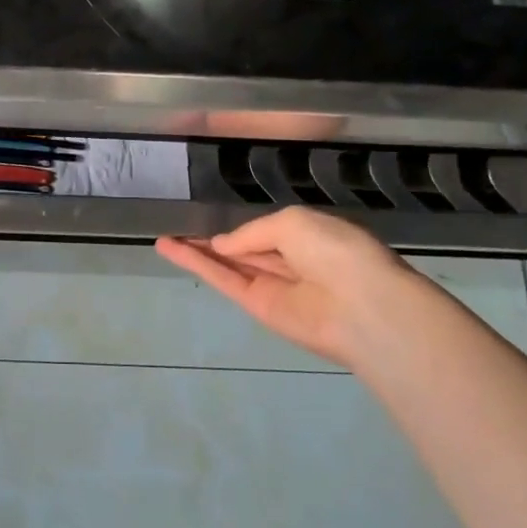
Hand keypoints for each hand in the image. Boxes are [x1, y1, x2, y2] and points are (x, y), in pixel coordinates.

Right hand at [156, 208, 418, 367]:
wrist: (362, 306)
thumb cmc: (336, 251)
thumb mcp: (292, 222)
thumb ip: (253, 232)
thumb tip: (222, 245)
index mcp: (309, 236)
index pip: (267, 231)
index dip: (239, 227)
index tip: (208, 220)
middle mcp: (290, 261)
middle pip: (243, 249)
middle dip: (213, 240)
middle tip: (178, 229)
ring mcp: (272, 286)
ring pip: (228, 264)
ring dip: (196, 252)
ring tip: (164, 239)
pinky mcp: (257, 307)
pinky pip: (223, 279)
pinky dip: (196, 265)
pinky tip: (170, 249)